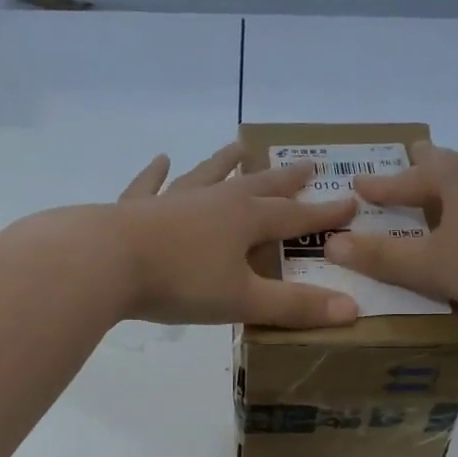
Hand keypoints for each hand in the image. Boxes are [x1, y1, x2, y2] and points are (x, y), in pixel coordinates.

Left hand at [109, 143, 360, 326]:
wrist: (104, 262)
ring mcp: (173, 201)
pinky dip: (156, 173)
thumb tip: (353, 310)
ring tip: (240, 146)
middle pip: (256, 187)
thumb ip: (295, 306)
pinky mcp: (135, 209)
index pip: (294, 217)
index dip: (323, 213)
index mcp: (244, 220)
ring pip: (206, 176)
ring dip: (225, 163)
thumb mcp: (243, 300)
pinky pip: (150, 186)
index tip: (350, 201)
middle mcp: (213, 201)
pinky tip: (160, 159)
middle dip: (284, 180)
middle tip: (306, 164)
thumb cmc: (180, 282)